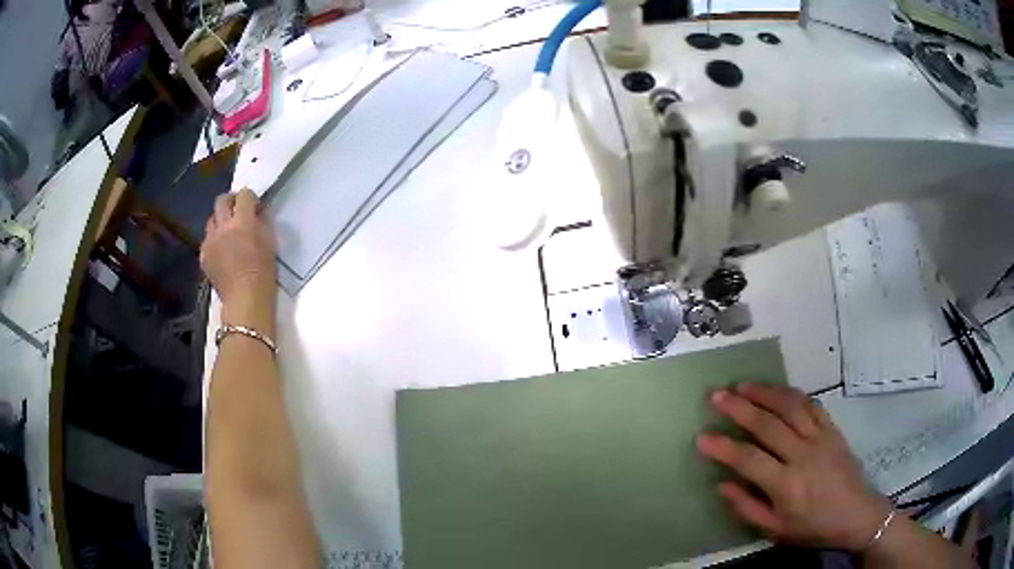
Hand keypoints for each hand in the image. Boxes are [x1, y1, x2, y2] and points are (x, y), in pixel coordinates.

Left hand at [200, 189, 276, 334]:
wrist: (245, 300)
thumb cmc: (264, 273)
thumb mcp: (270, 243)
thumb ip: (262, 222)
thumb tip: (257, 212)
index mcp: (243, 222)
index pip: (244, 195)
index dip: (251, 198)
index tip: (256, 208)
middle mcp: (223, 227)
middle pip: (222, 200)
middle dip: (231, 201)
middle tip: (238, 211)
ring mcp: (210, 241)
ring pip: (211, 220)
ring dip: (220, 221)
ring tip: (228, 232)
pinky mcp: (204, 255)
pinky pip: (207, 239)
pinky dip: (214, 240)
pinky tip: (222, 252)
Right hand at [697, 383, 891, 551]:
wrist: (856, 514)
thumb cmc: (813, 527)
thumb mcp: (776, 529)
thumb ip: (747, 507)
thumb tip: (722, 484)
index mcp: (786, 484)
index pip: (749, 460)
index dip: (723, 447)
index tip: (702, 436)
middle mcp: (803, 455)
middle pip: (768, 424)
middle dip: (739, 407)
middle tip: (717, 395)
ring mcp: (820, 438)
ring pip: (790, 406)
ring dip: (765, 392)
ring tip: (743, 384)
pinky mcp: (832, 429)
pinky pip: (811, 404)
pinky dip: (792, 394)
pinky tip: (778, 390)